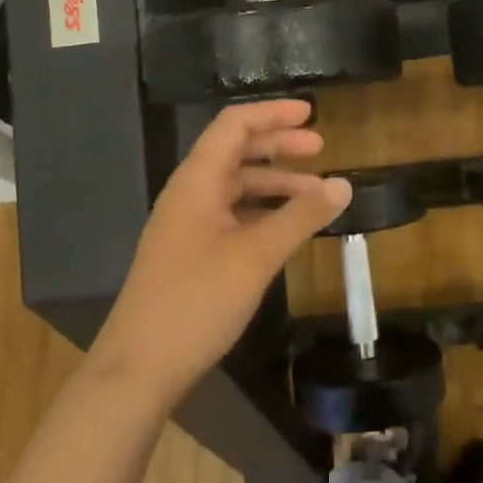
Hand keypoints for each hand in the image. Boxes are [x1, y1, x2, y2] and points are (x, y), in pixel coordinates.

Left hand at [90, 100, 352, 409]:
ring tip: (315, 196)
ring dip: (274, 184)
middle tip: (320, 149)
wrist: (139, 368)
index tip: (311, 114)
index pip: (233, 126)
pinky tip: (286, 229)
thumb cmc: (196, 301)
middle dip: (278, 146)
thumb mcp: (256, 256)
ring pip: (235, 188)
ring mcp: (187, 226)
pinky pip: (231, 217)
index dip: (272, 114)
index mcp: (197, 182)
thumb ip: (301, 217)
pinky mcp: (190, 254)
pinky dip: (262, 213)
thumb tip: (343, 184)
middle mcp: (189, 195)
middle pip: (235, 152)